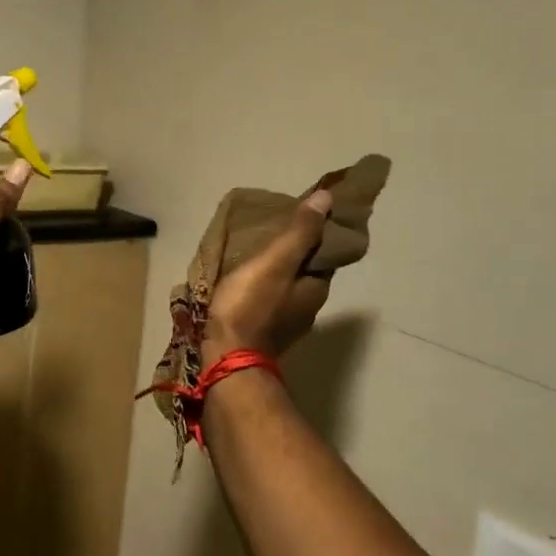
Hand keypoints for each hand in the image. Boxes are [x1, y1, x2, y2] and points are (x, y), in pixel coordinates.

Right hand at [203, 187, 334, 365]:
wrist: (227, 357)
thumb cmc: (251, 306)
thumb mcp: (276, 262)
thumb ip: (300, 232)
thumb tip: (328, 198)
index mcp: (317, 287)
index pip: (324, 253)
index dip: (314, 233)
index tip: (296, 216)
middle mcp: (309, 307)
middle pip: (306, 271)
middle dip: (292, 253)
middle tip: (268, 231)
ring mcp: (287, 324)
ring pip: (286, 288)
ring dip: (275, 272)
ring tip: (252, 255)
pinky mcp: (265, 334)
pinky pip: (268, 302)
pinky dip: (261, 289)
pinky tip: (243, 283)